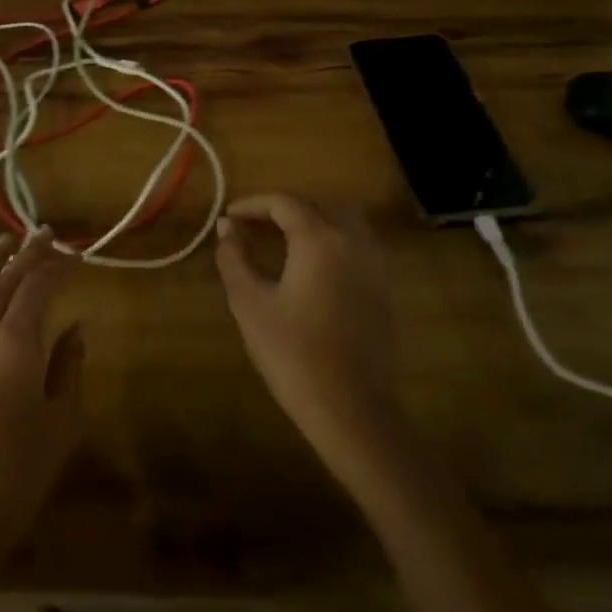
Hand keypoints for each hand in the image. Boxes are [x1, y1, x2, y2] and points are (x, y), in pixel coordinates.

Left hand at [0, 230, 85, 580]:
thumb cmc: (17, 474)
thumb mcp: (60, 421)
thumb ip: (68, 366)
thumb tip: (76, 328)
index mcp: (13, 343)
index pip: (39, 286)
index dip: (60, 266)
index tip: (79, 254)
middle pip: (6, 278)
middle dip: (30, 253)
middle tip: (49, 235)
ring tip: (11, 240)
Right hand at [215, 195, 405, 492]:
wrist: (351, 409)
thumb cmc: (293, 354)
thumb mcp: (250, 303)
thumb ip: (234, 258)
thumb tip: (226, 227)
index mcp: (320, 239)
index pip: (284, 203)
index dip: (253, 204)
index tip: (229, 217)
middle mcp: (353, 240)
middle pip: (319, 202)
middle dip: (285, 205)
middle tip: (255, 223)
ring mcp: (375, 263)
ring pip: (345, 218)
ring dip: (313, 217)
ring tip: (282, 237)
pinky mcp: (384, 287)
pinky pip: (358, 242)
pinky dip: (333, 236)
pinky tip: (312, 262)